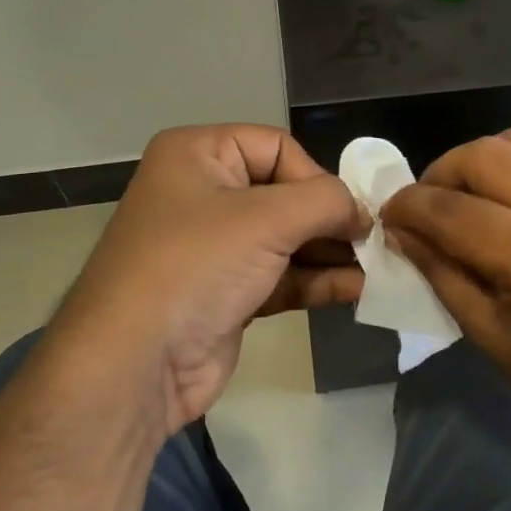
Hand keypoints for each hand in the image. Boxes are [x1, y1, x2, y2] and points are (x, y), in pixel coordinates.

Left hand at [51, 125, 367, 435]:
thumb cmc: (196, 266)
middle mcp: (203, 193)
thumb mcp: (267, 218)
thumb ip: (327, 202)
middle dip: (330, 219)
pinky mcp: (225, 293)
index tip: (349, 211)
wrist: (133, 365)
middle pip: (285, 193)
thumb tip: (363, 212)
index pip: (276, 146)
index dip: (316, 176)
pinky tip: (355, 289)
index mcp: (198, 155)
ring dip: (330, 252)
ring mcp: (213, 247)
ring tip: (376, 267)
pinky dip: (315, 280)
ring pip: (286, 239)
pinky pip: (279, 276)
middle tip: (373, 240)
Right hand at [382, 124, 510, 444]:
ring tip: (472, 192)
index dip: (408, 207)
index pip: (451, 209)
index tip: (389, 214)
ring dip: (483, 158)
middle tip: (427, 205)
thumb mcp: (489, 335)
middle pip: (484, 155)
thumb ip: (439, 272)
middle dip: (440, 174)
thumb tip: (399, 229)